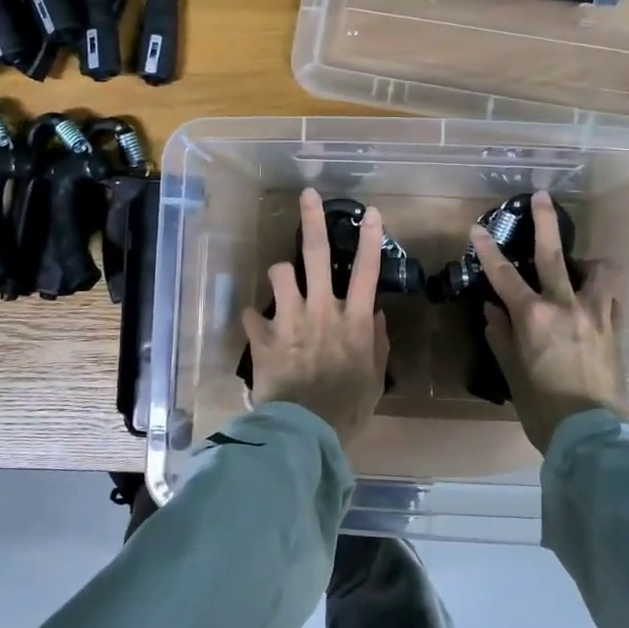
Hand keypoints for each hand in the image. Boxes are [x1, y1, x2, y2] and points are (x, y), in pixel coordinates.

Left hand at [242, 188, 389, 440]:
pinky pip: (250, 313)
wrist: (305, 432)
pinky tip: (256, 326)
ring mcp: (290, 320)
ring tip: (282, 282)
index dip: (370, 239)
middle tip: (307, 195)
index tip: (370, 212)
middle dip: (313, 221)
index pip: (368, 271)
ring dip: (280, 274)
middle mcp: (322, 310)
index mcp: (354, 320)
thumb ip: (378, 345)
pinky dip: (253, 318)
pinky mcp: (263, 336)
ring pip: (280, 273)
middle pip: (318, 255)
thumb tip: (377, 317)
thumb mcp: (373, 379)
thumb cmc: (347, 409)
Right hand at [474, 191, 628, 452]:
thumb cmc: (543, 407)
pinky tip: (593, 302)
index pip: (504, 275)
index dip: (489, 250)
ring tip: (579, 266)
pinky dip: (599, 293)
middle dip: (545, 222)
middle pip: (554, 254)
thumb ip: (501, 336)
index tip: (478, 228)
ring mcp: (596, 315)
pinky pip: (610, 299)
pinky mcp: (616, 329)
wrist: (593, 435)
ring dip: (586, 262)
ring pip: (597, 271)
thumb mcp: (513, 373)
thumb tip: (493, 310)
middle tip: (542, 195)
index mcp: (534, 317)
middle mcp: (566, 306)